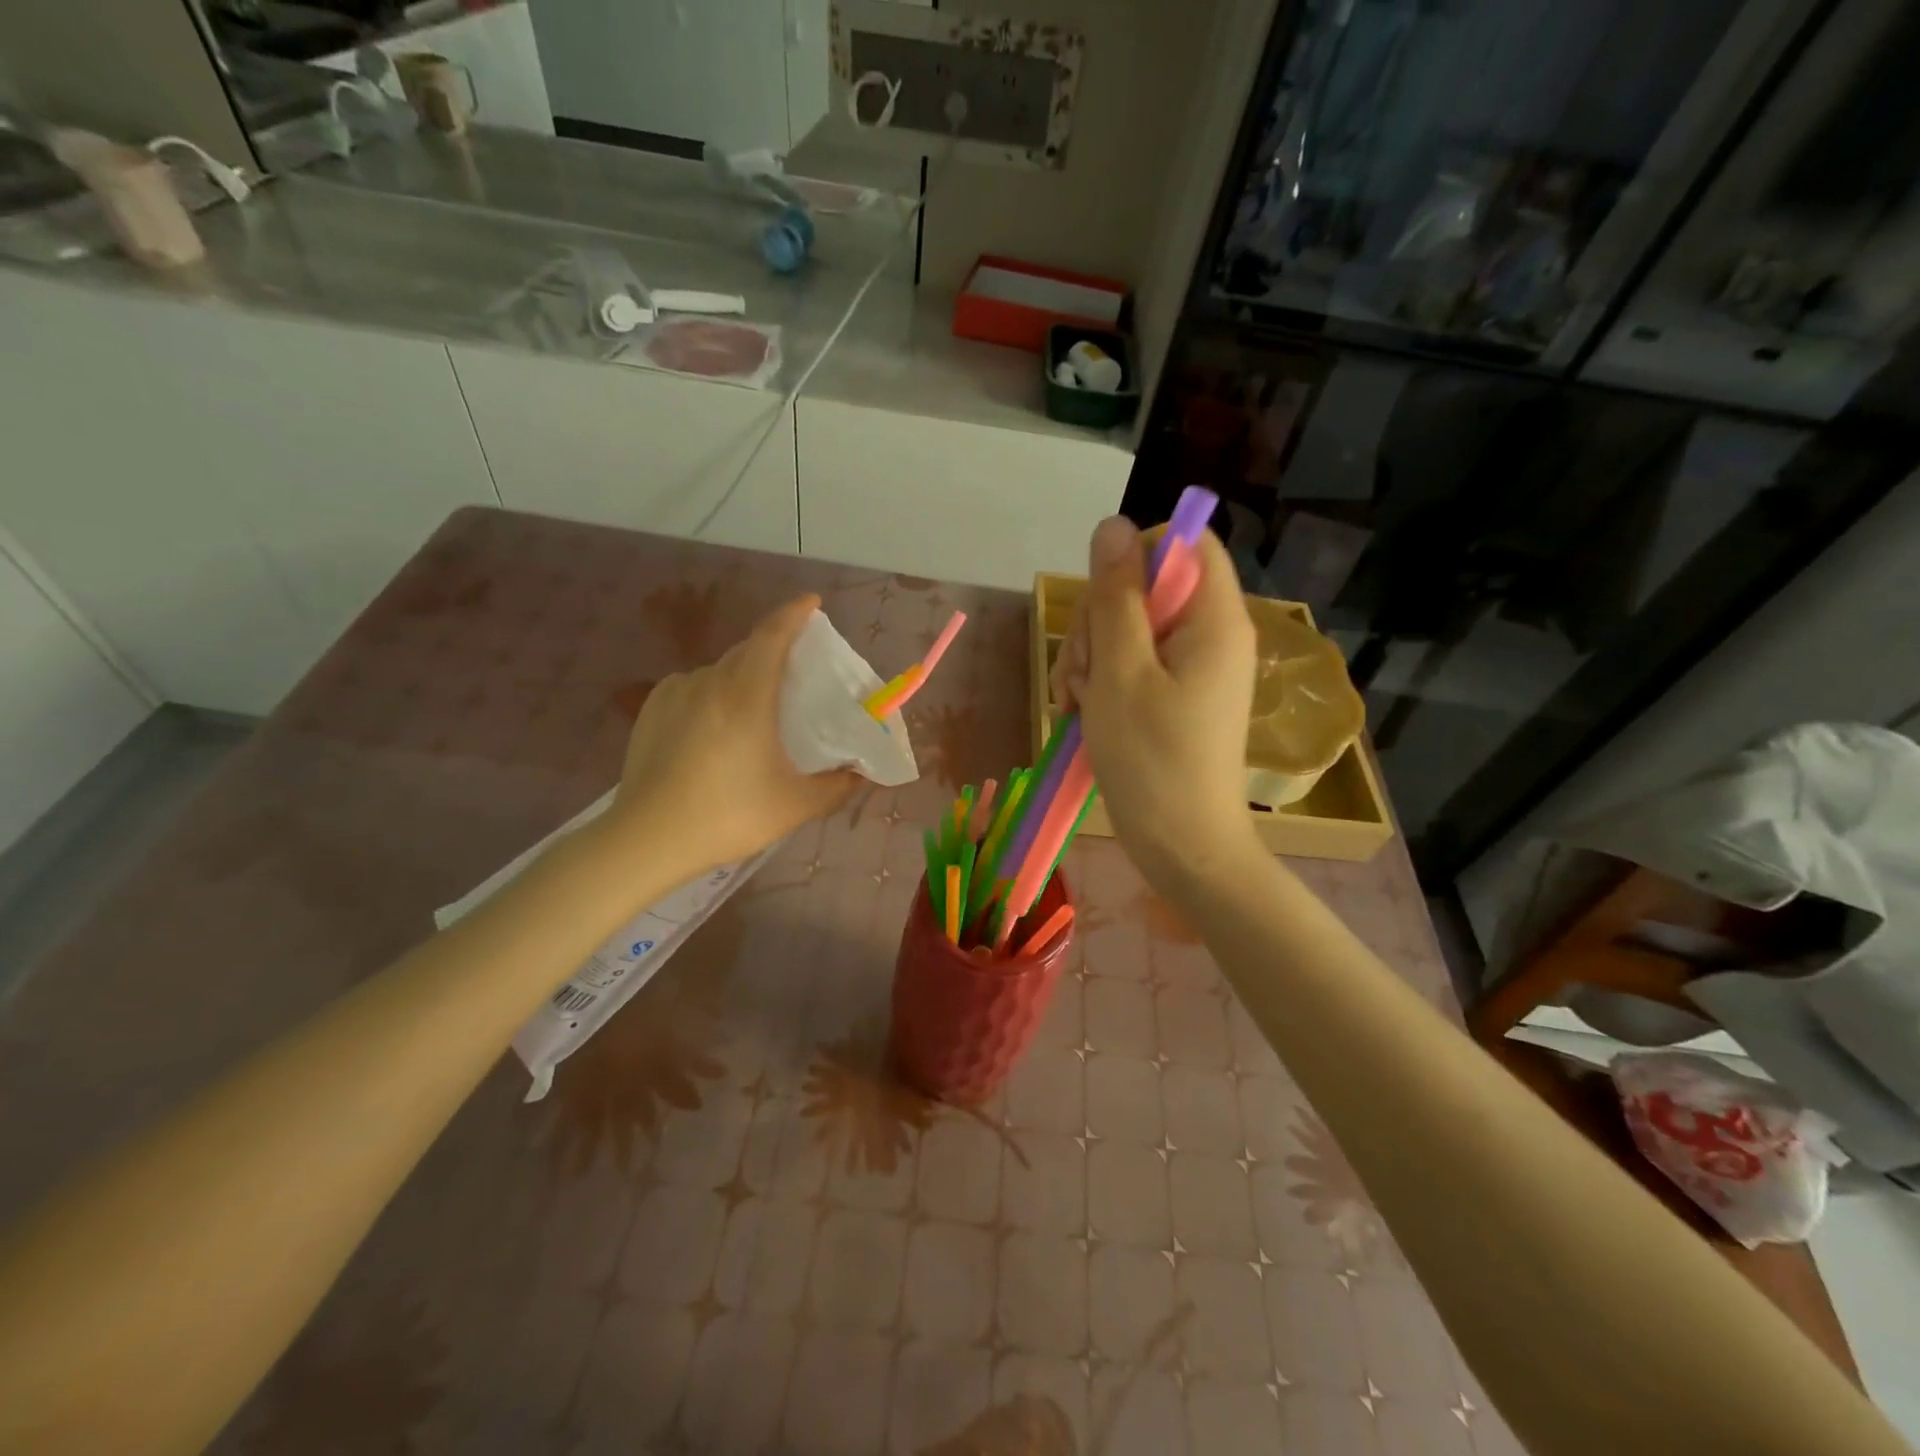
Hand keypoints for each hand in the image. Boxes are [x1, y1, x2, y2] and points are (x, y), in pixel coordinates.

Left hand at [608, 594, 858, 875]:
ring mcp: (675, 693)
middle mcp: (709, 683)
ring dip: (744, 677)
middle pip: (748, 650)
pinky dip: (714, 693)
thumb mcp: (794, 806)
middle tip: (796, 672)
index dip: (794, 614)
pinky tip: (716, 727)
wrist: (646, 840)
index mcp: (746, 696)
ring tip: (756, 710)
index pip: (772, 636)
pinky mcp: (651, 709)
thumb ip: (836, 787)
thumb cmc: (727, 817)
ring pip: (720, 670)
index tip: (812, 604)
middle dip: (775, 648)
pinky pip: (693, 687)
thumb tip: (860, 774)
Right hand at [1053, 517, 1260, 896]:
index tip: (1102, 605)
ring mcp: (1192, 669)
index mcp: (1214, 619)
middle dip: (1100, 624)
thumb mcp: (1121, 672)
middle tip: (1085, 675)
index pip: (1183, 544)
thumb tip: (1113, 525)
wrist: (1182, 847)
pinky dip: (1102, 684)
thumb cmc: (1152, 761)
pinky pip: (1132, 666)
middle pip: (1146, 589)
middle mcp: (1210, 635)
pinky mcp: (1175, 697)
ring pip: (1128, 629)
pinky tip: (1083, 715)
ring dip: (1091, 659)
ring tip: (1079, 705)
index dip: (1136, 559)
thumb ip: (1115, 596)